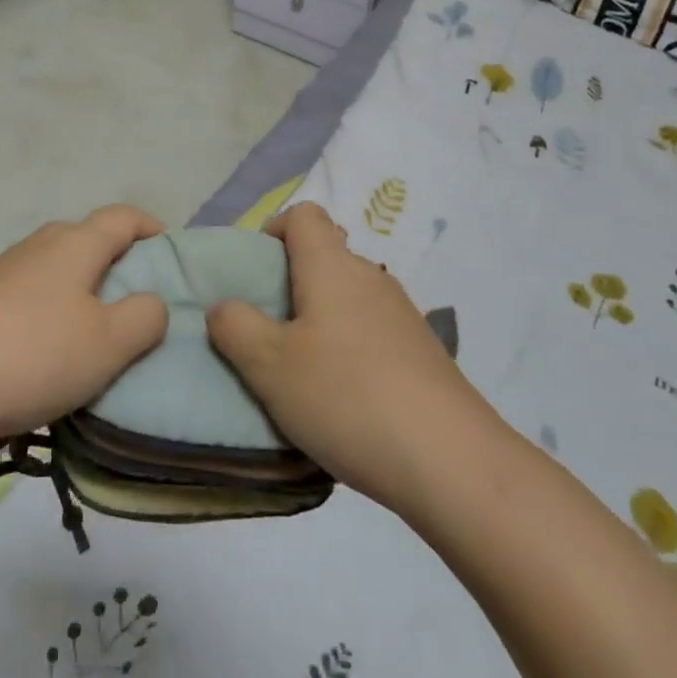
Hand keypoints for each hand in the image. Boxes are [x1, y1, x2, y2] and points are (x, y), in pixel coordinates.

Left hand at [0, 206, 169, 449]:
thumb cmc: (35, 354)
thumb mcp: (109, 343)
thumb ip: (144, 317)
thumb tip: (152, 301)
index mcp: (76, 243)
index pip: (123, 217)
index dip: (152, 228)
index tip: (171, 254)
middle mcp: (39, 245)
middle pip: (88, 238)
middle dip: (118, 262)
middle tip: (138, 301)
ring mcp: (4, 270)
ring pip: (58, 267)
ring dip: (83, 289)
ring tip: (96, 332)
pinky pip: (31, 293)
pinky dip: (52, 309)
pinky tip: (49, 350)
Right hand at [206, 202, 503, 509]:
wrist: (452, 462)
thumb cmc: (346, 397)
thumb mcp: (269, 365)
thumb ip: (234, 326)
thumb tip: (224, 306)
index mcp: (331, 265)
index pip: (303, 215)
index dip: (273, 231)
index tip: (254, 274)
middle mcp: (370, 277)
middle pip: (324, 256)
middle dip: (290, 284)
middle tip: (267, 332)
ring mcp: (402, 314)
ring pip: (347, 297)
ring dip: (319, 321)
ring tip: (301, 372)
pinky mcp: (423, 352)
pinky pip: (371, 331)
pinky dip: (348, 348)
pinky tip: (343, 399)